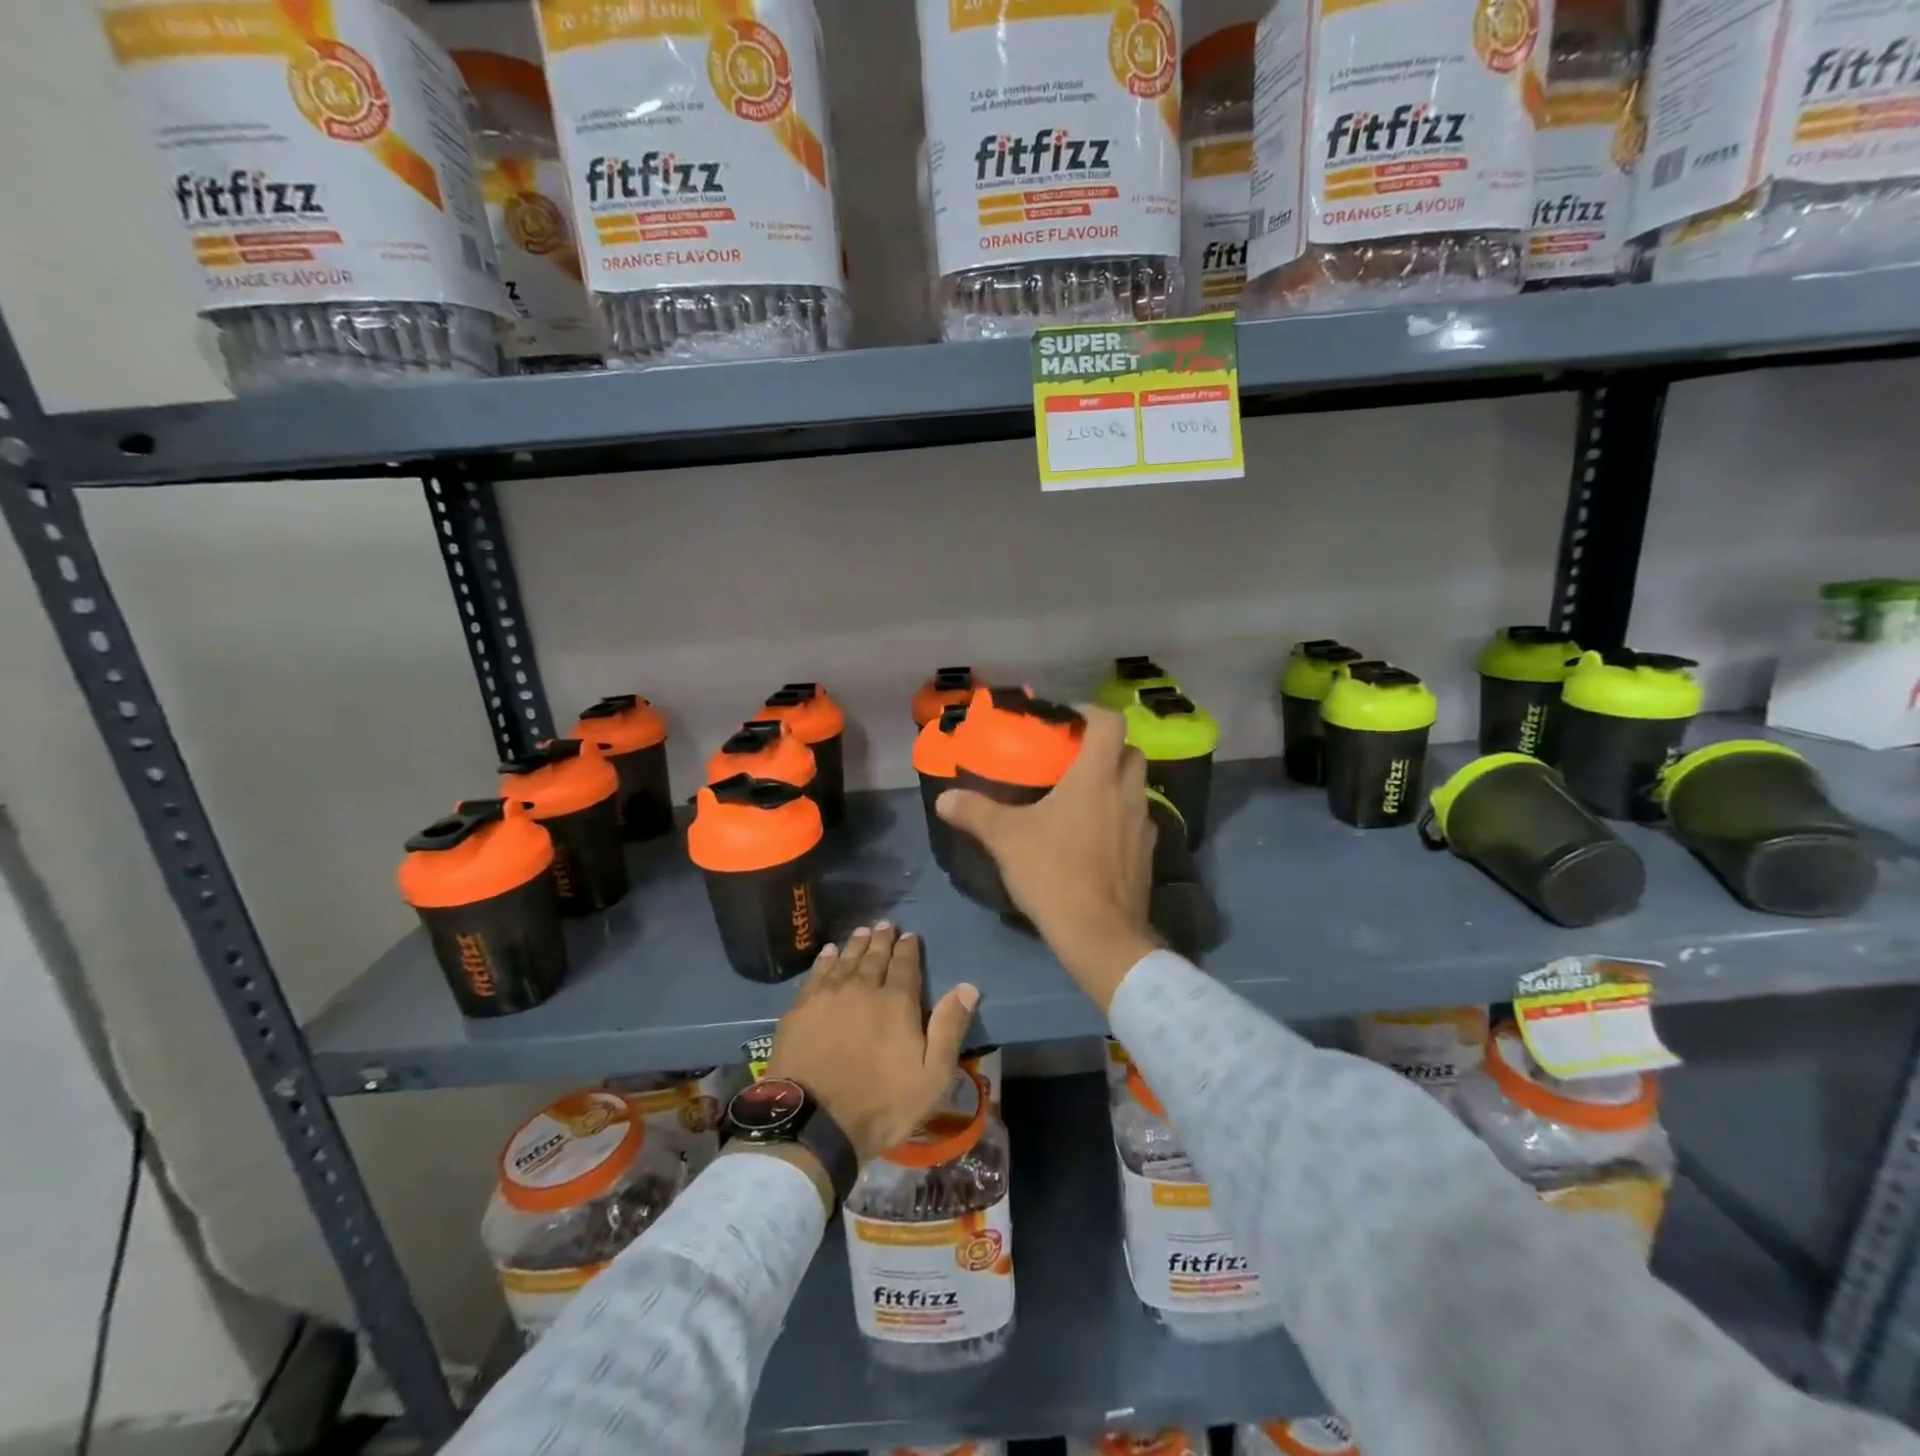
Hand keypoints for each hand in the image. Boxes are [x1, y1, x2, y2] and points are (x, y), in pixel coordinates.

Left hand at [765, 924, 980, 1163]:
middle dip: (882, 940)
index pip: (905, 965)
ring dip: (856, 944)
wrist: (814, 1122)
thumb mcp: (932, 1076)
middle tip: (885, 925)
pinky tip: (829, 953)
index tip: (909, 936)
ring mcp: (828, 996)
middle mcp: (862, 988)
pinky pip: (817, 973)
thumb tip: (967, 987)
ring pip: (846, 960)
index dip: (908, 949)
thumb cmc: (881, 1104)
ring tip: (862, 931)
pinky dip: (825, 960)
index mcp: (896, 1002)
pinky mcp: (801, 1008)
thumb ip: (949, 1028)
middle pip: (874, 957)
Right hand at [936, 707, 1156, 1009]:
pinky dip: (1119, 816)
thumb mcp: (1005, 839)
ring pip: (1136, 786)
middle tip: (1073, 758)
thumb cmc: (1054, 872)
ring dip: (1115, 781)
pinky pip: (1137, 820)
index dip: (1090, 712)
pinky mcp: (1147, 854)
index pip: (1109, 723)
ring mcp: (1143, 824)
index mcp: (1097, 777)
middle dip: (1105, 747)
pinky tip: (1094, 836)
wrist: (1099, 934)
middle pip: (1129, 751)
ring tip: (1081, 797)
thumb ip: (975, 812)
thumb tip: (944, 798)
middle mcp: (1128, 792)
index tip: (1066, 720)